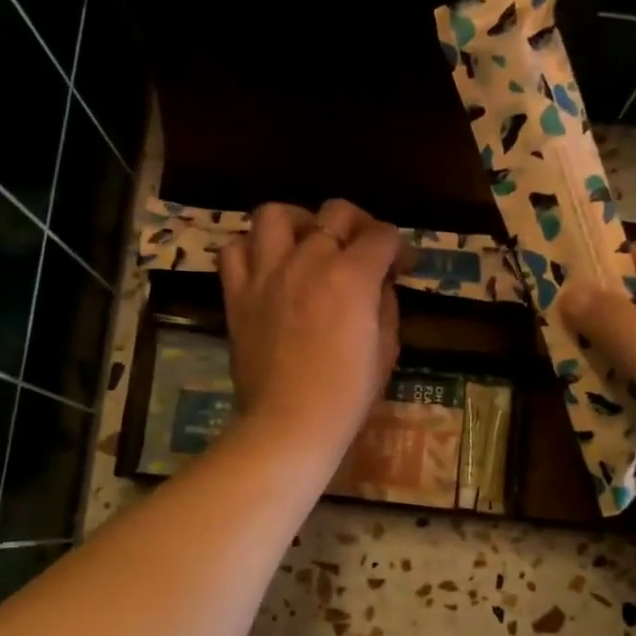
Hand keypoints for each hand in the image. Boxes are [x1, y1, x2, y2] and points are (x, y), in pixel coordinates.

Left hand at [217, 199, 410, 457]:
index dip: (399, 248)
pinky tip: (267, 267)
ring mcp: (267, 274)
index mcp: (352, 276)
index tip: (401, 267)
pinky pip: (234, 251)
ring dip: (298, 222)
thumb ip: (385, 305)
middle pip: (336, 212)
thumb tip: (377, 284)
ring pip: (275, 215)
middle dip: (358, 224)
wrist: (290, 424)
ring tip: (306, 244)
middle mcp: (309, 261)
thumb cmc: (347, 396)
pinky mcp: (238, 294)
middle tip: (361, 250)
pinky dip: (251, 250)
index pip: (383, 235)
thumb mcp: (386, 349)